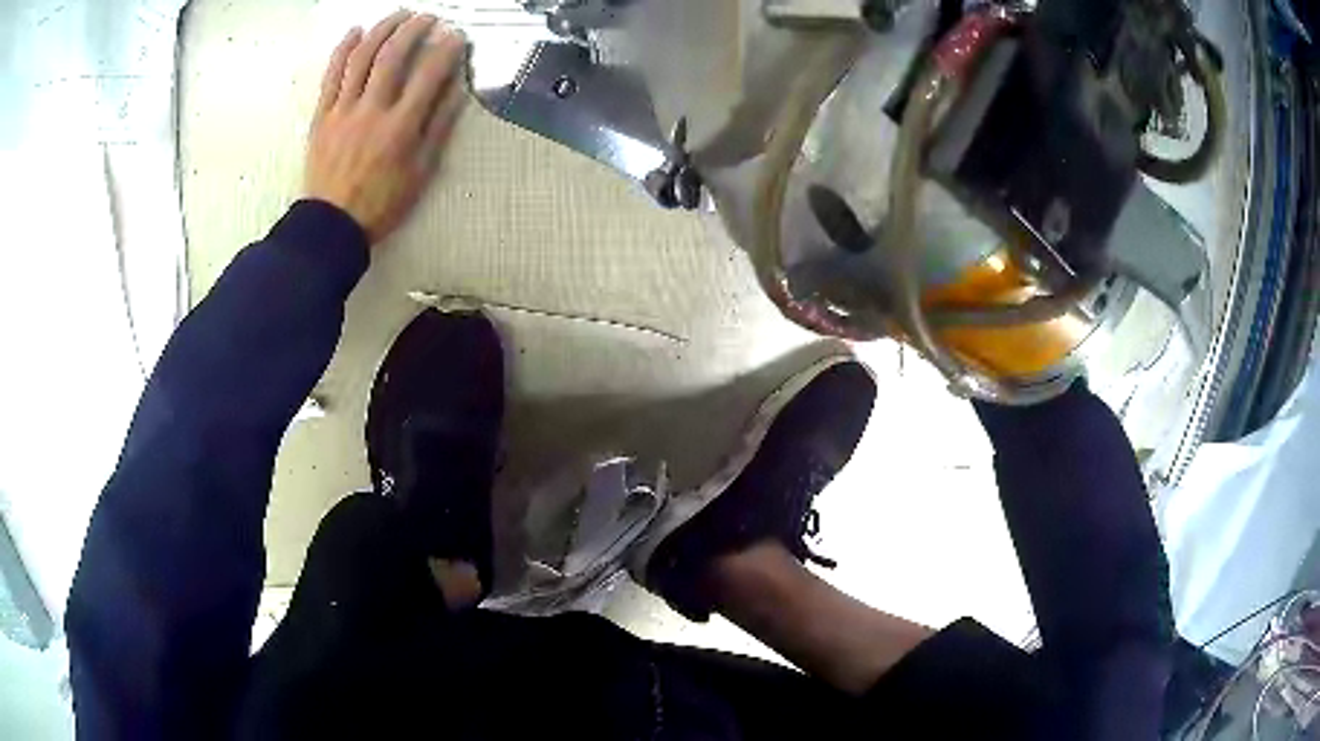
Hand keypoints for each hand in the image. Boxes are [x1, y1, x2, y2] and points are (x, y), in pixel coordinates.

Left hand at [304, 11, 468, 244]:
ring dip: (382, 30)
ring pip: (361, 58)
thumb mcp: (421, 172)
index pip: (429, 74)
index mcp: (401, 126)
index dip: (446, 50)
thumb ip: (438, 128)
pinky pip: (331, 76)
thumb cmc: (380, 204)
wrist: (331, 226)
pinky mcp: (322, 116)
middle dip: (413, 29)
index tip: (456, 37)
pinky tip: (354, 31)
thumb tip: (456, 91)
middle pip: (393, 56)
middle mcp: (372, 110)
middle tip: (427, 17)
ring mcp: (343, 110)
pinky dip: (342, 50)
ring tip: (397, 16)